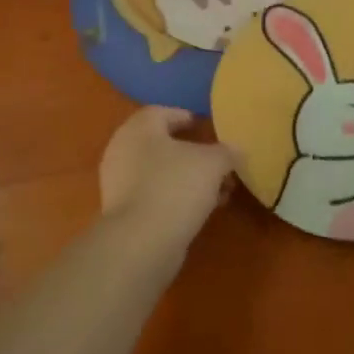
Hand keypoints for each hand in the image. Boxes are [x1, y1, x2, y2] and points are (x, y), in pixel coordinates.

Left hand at [98, 106, 236, 257]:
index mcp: (139, 129)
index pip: (162, 113)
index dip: (186, 117)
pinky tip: (201, 210)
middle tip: (218, 164)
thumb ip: (226, 152)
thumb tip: (235, 151)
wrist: (142, 241)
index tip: (206, 128)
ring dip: (189, 179)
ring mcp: (119, 183)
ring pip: (160, 173)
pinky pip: (155, 195)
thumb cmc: (176, 186)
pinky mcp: (123, 212)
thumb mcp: (213, 163)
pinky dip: (177, 198)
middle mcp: (123, 150)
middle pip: (162, 145)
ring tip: (219, 192)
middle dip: (193, 154)